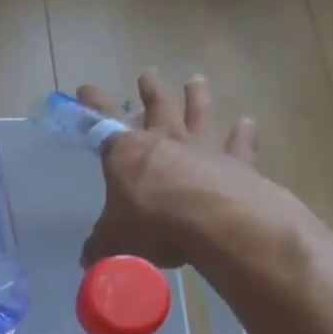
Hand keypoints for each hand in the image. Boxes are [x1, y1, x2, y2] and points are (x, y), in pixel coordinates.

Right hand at [79, 70, 275, 269]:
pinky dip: (243, 133)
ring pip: (199, 114)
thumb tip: (87, 259)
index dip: (93, 106)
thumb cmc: (154, 225)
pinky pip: (240, 143)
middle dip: (151, 91)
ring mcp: (204, 149)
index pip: (103, 123)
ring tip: (196, 80)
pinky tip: (247, 122)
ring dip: (196, 97)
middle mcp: (165, 142)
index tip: (85, 88)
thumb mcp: (114, 241)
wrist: (218, 224)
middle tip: (148, 74)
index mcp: (127, 153)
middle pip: (157, 107)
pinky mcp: (238, 163)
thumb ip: (100, 245)